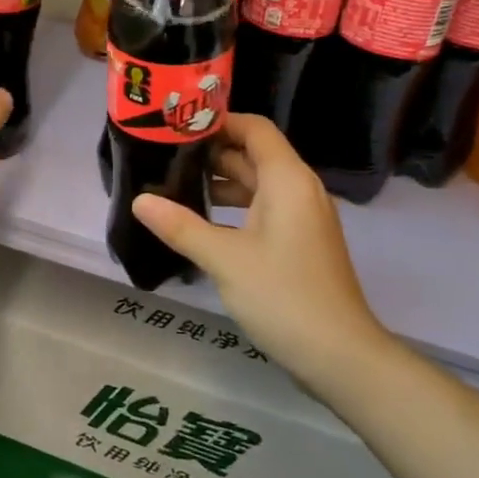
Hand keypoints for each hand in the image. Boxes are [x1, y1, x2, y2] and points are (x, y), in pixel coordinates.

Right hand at [131, 114, 386, 382]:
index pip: (253, 128)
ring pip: (256, 184)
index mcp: (287, 180)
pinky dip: (233, 208)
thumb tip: (138, 200)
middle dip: (210, 153)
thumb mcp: (224, 259)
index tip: (176, 127)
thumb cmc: (283, 296)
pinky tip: (200, 222)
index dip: (218, 122)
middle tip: (163, 156)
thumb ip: (180, 226)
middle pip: (252, 154)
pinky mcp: (299, 241)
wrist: (340, 356)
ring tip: (173, 186)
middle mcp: (298, 189)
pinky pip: (263, 209)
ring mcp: (301, 217)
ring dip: (219, 183)